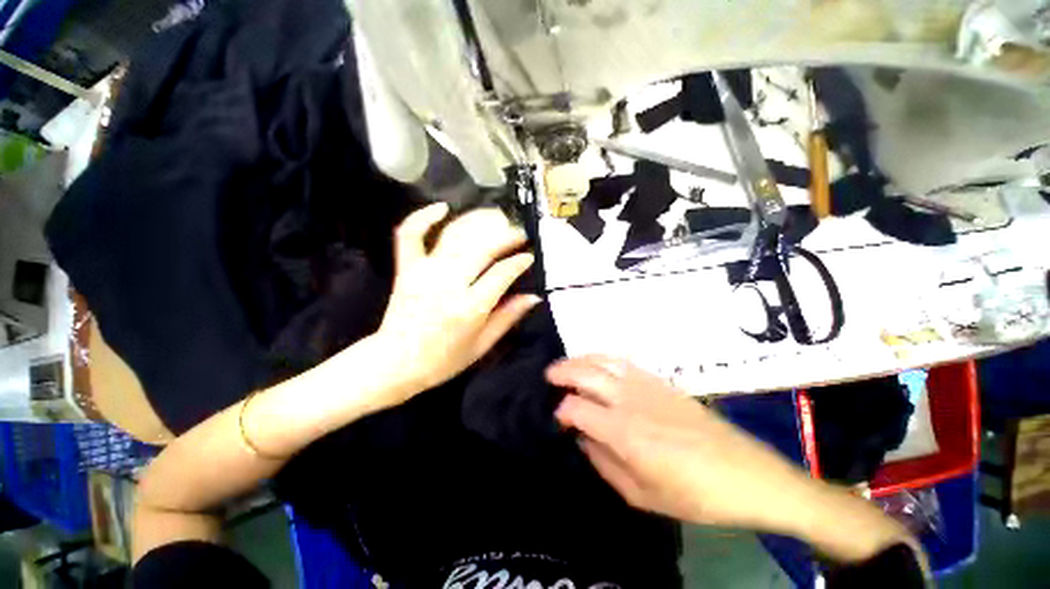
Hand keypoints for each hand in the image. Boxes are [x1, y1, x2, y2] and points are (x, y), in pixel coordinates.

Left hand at [376, 203, 539, 396]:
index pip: (502, 273)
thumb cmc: (443, 360)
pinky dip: (423, 217)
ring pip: (455, 236)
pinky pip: (411, 235)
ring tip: (496, 218)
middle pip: (482, 248)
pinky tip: (442, 208)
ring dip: (478, 222)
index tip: (530, 256)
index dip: (520, 262)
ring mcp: (424, 272)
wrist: (395, 362)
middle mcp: (448, 284)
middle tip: (520, 233)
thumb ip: (508, 317)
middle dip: (506, 236)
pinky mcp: (406, 268)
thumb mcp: (482, 345)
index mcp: (470, 307)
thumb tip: (533, 296)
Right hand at [549, 356, 919, 564]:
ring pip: (603, 360)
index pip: (576, 408)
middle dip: (561, 372)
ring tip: (567, 365)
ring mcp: (646, 385)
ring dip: (580, 360)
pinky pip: (623, 362)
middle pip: (585, 373)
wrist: (748, 474)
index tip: (557, 418)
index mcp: (623, 432)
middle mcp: (629, 400)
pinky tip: (597, 364)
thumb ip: (604, 464)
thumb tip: (583, 439)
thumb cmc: (694, 494)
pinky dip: (603, 358)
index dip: (561, 411)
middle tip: (548, 377)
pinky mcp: (660, 381)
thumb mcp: (642, 495)